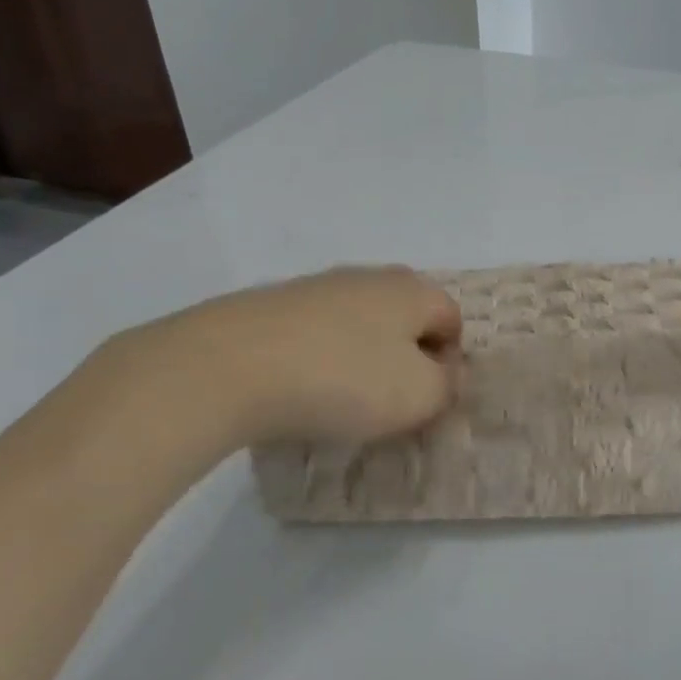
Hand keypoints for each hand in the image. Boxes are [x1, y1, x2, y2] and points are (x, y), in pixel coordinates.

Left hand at [88, 266, 462, 469]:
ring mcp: (316, 286)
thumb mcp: (417, 396)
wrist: (228, 365)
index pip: (452, 319)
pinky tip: (298, 390)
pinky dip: (318, 358)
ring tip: (339, 401)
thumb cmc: (342, 379)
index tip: (426, 400)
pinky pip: (315, 333)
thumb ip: (448, 386)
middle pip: (405, 318)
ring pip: (358, 324)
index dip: (450, 362)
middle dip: (405, 359)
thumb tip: (446, 372)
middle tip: (388, 403)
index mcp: (411, 289)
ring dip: (361, 359)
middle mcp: (368, 277)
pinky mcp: (272, 304)